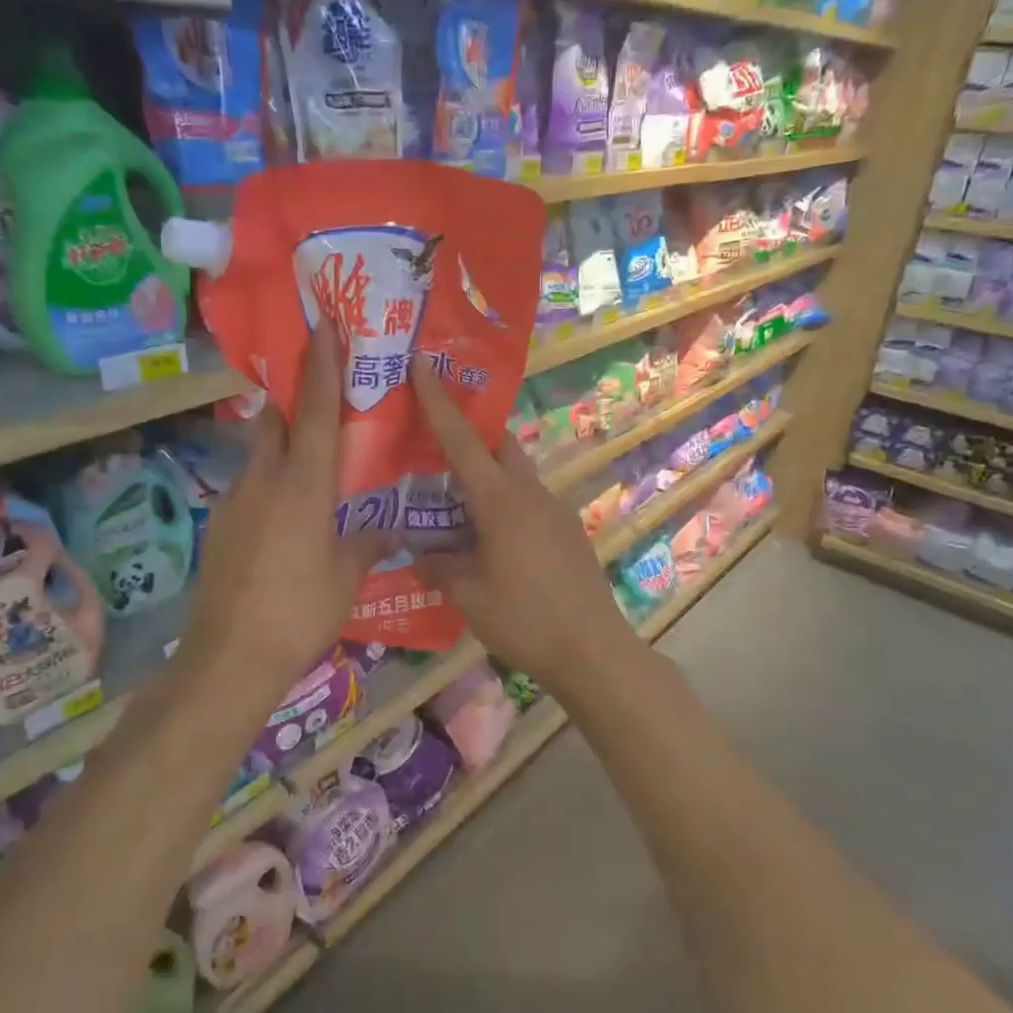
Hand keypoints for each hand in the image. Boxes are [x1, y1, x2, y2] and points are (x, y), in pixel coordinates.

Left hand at [173, 322, 387, 711]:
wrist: (230, 656)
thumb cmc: (300, 611)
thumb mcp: (347, 576)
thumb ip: (369, 541)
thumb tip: (390, 526)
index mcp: (303, 485)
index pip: (316, 411)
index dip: (322, 365)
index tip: (323, 325)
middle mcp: (264, 480)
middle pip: (277, 422)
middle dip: (297, 402)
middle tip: (323, 400)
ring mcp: (234, 501)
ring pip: (260, 455)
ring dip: (283, 447)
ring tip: (311, 469)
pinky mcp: (219, 526)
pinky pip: (249, 488)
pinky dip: (270, 485)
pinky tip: (285, 519)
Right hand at [411, 359, 644, 697]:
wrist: (593, 650)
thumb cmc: (525, 619)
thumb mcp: (468, 595)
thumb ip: (438, 566)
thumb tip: (419, 554)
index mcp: (501, 501)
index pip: (463, 440)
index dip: (439, 401)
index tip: (423, 362)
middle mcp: (531, 494)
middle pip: (499, 445)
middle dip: (470, 432)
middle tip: (436, 438)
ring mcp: (555, 511)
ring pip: (515, 475)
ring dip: (487, 475)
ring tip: (455, 498)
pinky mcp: (568, 533)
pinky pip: (528, 502)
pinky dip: (504, 504)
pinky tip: (489, 538)